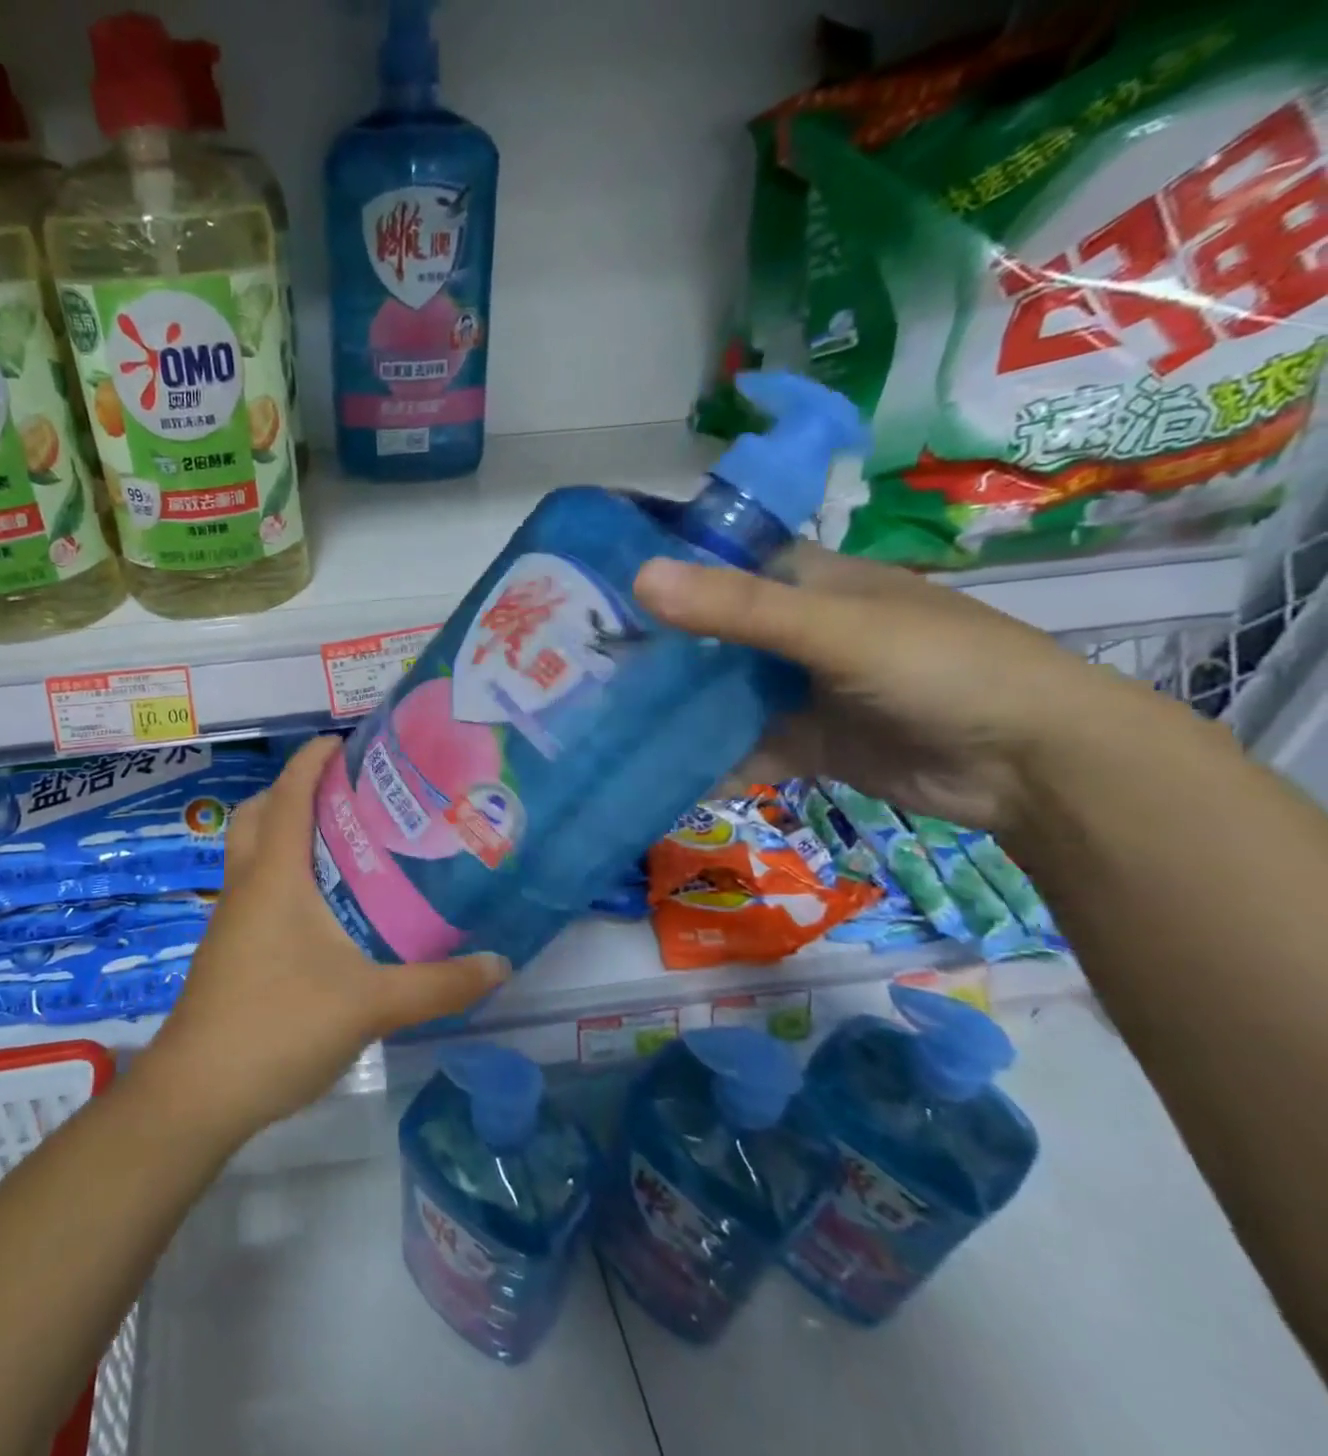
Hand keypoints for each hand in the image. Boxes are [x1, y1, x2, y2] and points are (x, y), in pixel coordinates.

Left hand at [135, 738, 507, 1144]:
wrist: (198, 1093)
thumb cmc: (278, 1025)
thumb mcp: (370, 1004)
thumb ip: (438, 984)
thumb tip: (500, 963)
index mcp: (274, 875)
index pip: (289, 794)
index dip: (312, 759)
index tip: (346, 741)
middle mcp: (247, 884)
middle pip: (259, 813)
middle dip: (295, 790)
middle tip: (347, 795)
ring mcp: (232, 918)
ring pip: (252, 851)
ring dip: (287, 832)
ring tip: (344, 843)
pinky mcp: (230, 949)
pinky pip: (255, 887)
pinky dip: (283, 873)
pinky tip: (324, 909)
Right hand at [634, 542, 1146, 835]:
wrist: (1032, 765)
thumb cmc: (941, 667)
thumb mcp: (835, 629)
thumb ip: (739, 609)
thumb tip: (638, 577)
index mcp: (804, 582)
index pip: (715, 567)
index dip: (657, 575)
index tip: (586, 594)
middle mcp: (792, 631)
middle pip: (706, 636)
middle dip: (651, 651)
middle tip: (573, 668)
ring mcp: (796, 689)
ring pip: (717, 694)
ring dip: (671, 709)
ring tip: (595, 721)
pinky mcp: (801, 741)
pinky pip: (738, 746)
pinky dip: (704, 760)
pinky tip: (651, 774)